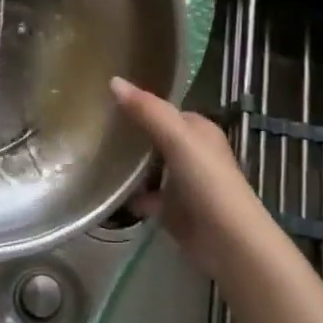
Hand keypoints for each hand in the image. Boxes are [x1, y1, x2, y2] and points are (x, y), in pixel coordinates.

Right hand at [111, 77, 274, 280]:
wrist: (228, 241)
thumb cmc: (207, 181)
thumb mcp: (177, 138)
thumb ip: (147, 110)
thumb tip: (114, 80)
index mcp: (198, 130)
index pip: (165, 110)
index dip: (140, 105)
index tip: (106, 102)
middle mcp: (193, 153)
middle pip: (156, 138)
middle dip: (131, 135)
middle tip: (94, 129)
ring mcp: (184, 184)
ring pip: (151, 168)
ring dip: (129, 167)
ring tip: (94, 157)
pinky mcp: (175, 211)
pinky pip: (147, 198)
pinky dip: (131, 196)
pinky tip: (109, 194)